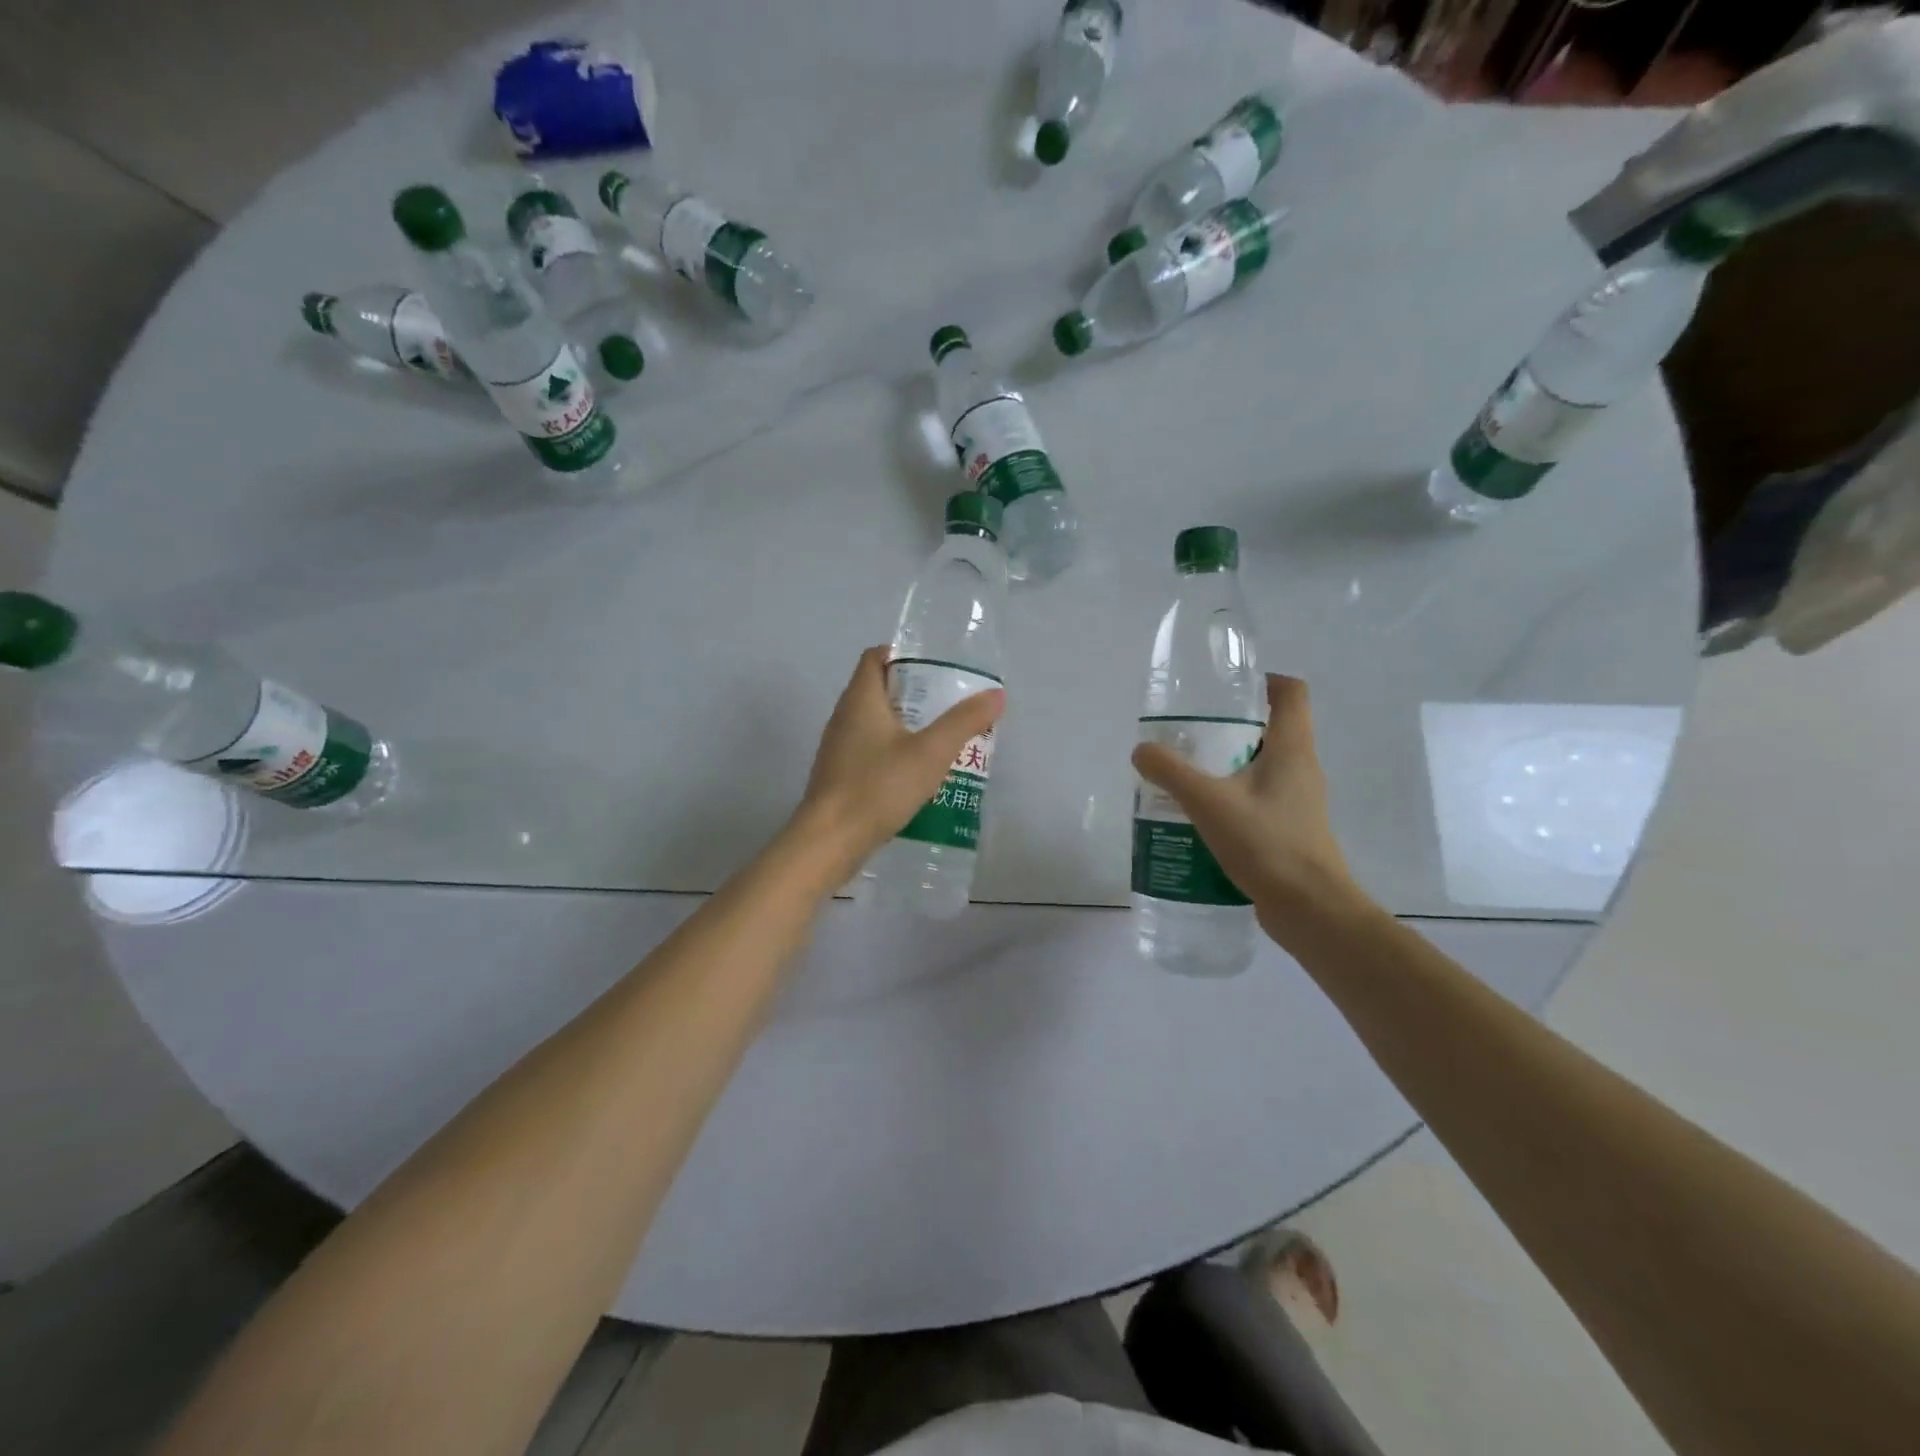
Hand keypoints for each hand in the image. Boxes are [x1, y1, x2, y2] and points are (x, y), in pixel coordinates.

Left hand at [794, 646, 1004, 878]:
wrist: (829, 842)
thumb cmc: (878, 787)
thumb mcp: (930, 752)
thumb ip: (963, 721)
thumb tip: (996, 694)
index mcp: (860, 700)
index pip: (875, 657)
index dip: (903, 654)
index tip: (935, 668)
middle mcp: (844, 717)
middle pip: (877, 690)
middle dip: (913, 693)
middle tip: (949, 704)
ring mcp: (838, 749)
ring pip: (874, 723)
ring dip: (905, 725)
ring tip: (940, 738)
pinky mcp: (840, 776)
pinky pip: (869, 751)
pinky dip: (893, 752)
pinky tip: (918, 774)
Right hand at [1131, 673, 1367, 941]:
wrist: (1310, 909)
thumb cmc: (1266, 844)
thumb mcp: (1208, 802)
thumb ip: (1171, 772)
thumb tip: (1141, 750)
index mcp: (1292, 749)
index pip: (1292, 693)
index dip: (1264, 681)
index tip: (1227, 688)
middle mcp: (1302, 768)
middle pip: (1271, 729)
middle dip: (1231, 727)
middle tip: (1189, 734)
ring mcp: (1299, 802)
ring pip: (1262, 767)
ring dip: (1228, 766)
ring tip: (1186, 776)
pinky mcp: (1290, 830)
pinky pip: (1259, 799)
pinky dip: (1232, 798)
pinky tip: (1199, 818)